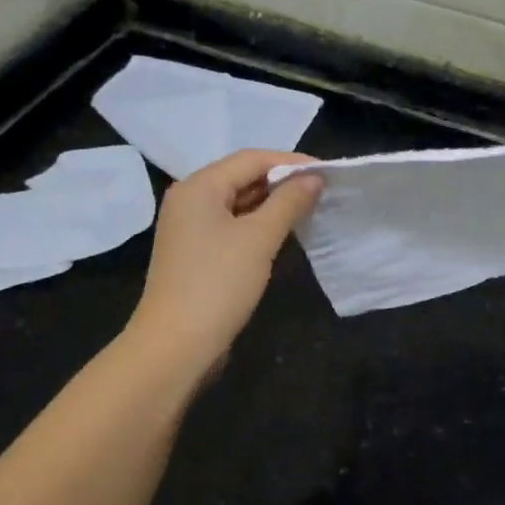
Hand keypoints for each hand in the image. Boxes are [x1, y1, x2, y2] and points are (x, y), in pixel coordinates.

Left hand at [127, 149, 321, 374]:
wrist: (176, 344)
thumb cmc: (218, 284)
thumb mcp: (259, 238)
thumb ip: (288, 203)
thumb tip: (314, 177)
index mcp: (198, 186)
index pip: (251, 159)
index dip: (290, 162)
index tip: (328, 172)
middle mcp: (190, 200)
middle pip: (242, 178)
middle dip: (282, 183)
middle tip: (323, 192)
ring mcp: (190, 229)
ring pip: (238, 204)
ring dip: (272, 205)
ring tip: (310, 210)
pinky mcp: (196, 255)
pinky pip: (232, 227)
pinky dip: (258, 225)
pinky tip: (282, 234)